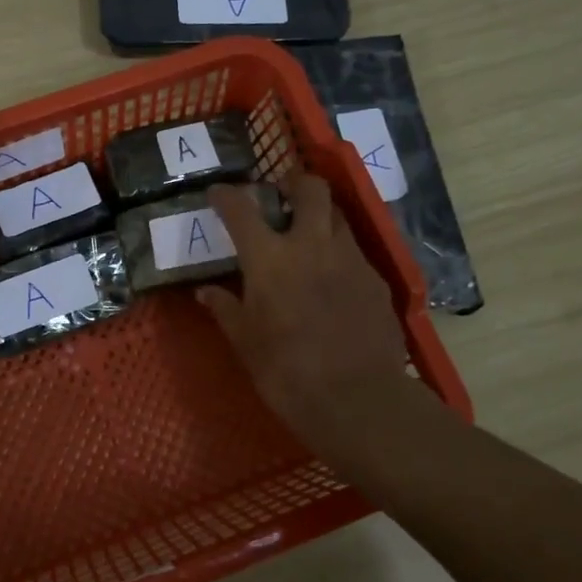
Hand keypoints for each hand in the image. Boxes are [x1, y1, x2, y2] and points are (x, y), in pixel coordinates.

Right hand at [198, 176, 442, 473]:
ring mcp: (350, 259)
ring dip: (321, 217)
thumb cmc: (285, 371)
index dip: (226, 196)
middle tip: (282, 195)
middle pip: (311, 190)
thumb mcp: (244, 341)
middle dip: (295, 182)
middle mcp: (312, 245)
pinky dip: (339, 254)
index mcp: (270, 258)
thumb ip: (225, 308)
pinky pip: (355, 253)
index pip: (241, 210)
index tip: (218, 193)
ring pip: (338, 217)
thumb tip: (205, 292)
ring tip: (309, 236)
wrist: (356, 399)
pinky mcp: (376, 281)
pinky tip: (333, 280)